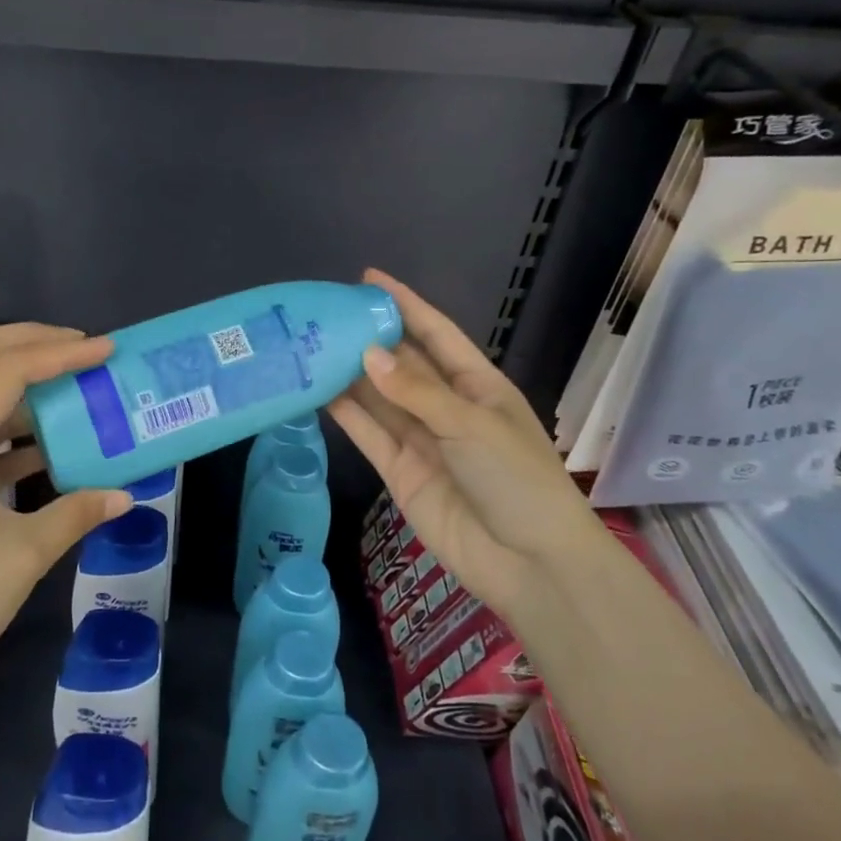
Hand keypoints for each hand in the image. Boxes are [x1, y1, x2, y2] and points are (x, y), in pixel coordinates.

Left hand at [0, 324, 130, 714]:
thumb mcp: (23, 556)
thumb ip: (76, 514)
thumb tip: (123, 496)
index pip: (6, 372)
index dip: (60, 354)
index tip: (106, 349)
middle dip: (25, 341)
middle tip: (77, 345)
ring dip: (13, 382)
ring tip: (68, 386)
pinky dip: (5, 428)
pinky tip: (45, 448)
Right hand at [328, 270, 605, 612]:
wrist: (529, 562)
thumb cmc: (516, 478)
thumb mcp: (470, 423)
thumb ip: (416, 391)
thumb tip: (368, 354)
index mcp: (478, 385)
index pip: (436, 334)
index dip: (406, 304)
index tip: (370, 278)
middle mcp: (447, 407)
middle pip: (402, 364)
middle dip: (370, 338)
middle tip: (325, 314)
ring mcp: (422, 440)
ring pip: (379, 398)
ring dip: (350, 375)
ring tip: (311, 346)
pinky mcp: (400, 471)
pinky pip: (369, 434)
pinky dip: (346, 415)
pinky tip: (318, 391)